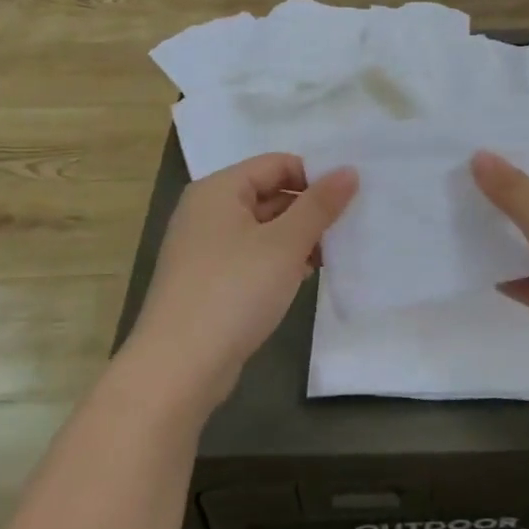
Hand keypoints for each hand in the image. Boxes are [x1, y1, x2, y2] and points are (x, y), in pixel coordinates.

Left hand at [126, 154, 357, 410]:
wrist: (180, 365)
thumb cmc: (234, 291)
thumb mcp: (285, 244)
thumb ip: (319, 205)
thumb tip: (349, 170)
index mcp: (219, 190)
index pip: (277, 164)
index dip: (314, 177)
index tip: (349, 201)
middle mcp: (207, 211)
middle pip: (269, 194)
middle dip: (308, 210)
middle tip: (347, 230)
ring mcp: (205, 248)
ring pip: (263, 228)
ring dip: (297, 238)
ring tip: (330, 257)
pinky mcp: (209, 280)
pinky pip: (251, 256)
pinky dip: (278, 261)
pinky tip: (303, 278)